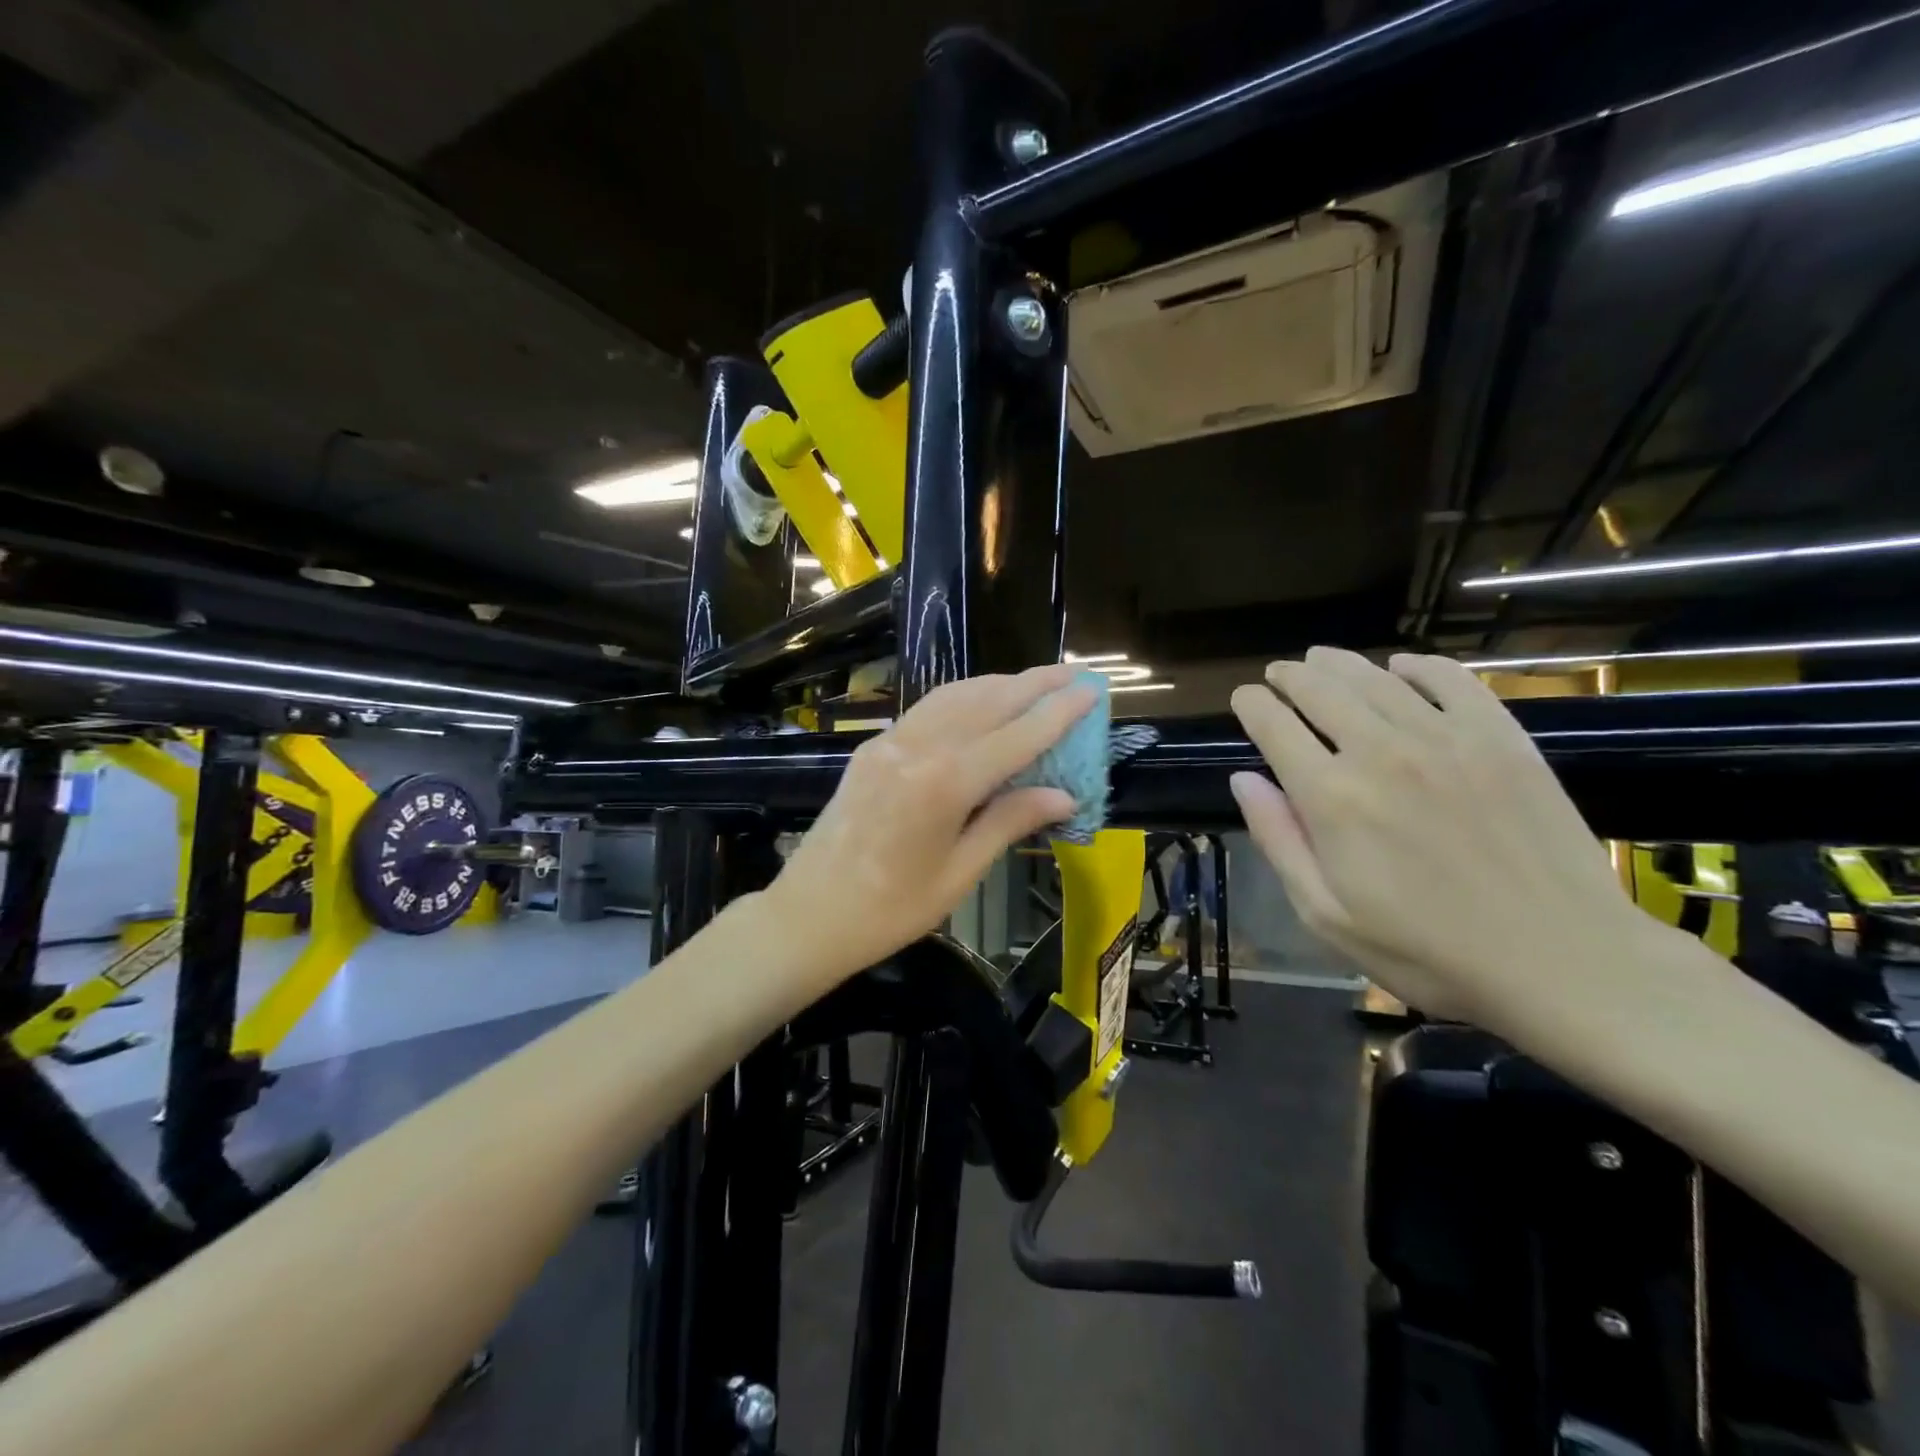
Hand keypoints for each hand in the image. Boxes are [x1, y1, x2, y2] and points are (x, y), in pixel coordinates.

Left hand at [770, 664, 1095, 980]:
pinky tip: (980, 702)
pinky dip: (962, 697)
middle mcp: (918, 748)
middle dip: (1034, 683)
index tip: (1092, 689)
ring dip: (998, 683)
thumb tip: (1063, 795)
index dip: (1058, 712)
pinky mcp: (872, 748)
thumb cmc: (890, 910)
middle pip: (987, 701)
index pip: (1016, 736)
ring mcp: (890, 743)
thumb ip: (1009, 822)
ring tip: (1035, 682)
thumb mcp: (959, 873)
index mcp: (945, 784)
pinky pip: (927, 710)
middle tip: (1074, 672)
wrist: (808, 914)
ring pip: (954, 696)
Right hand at [1229, 647, 1656, 1034]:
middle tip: (1277, 673)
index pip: (1274, 726)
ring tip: (1320, 658)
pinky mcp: (1501, 737)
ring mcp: (1446, 738)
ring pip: (1376, 677)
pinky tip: (1401, 666)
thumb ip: (1278, 840)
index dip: (1252, 705)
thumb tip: (1244, 779)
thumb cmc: (1428, 951)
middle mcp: (1381, 752)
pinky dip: (1417, 665)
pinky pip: (1451, 679)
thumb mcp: (1326, 914)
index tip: (1244, 699)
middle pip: (1320, 689)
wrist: (1564, 961)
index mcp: (1331, 798)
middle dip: (1289, 676)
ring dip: (1338, 662)